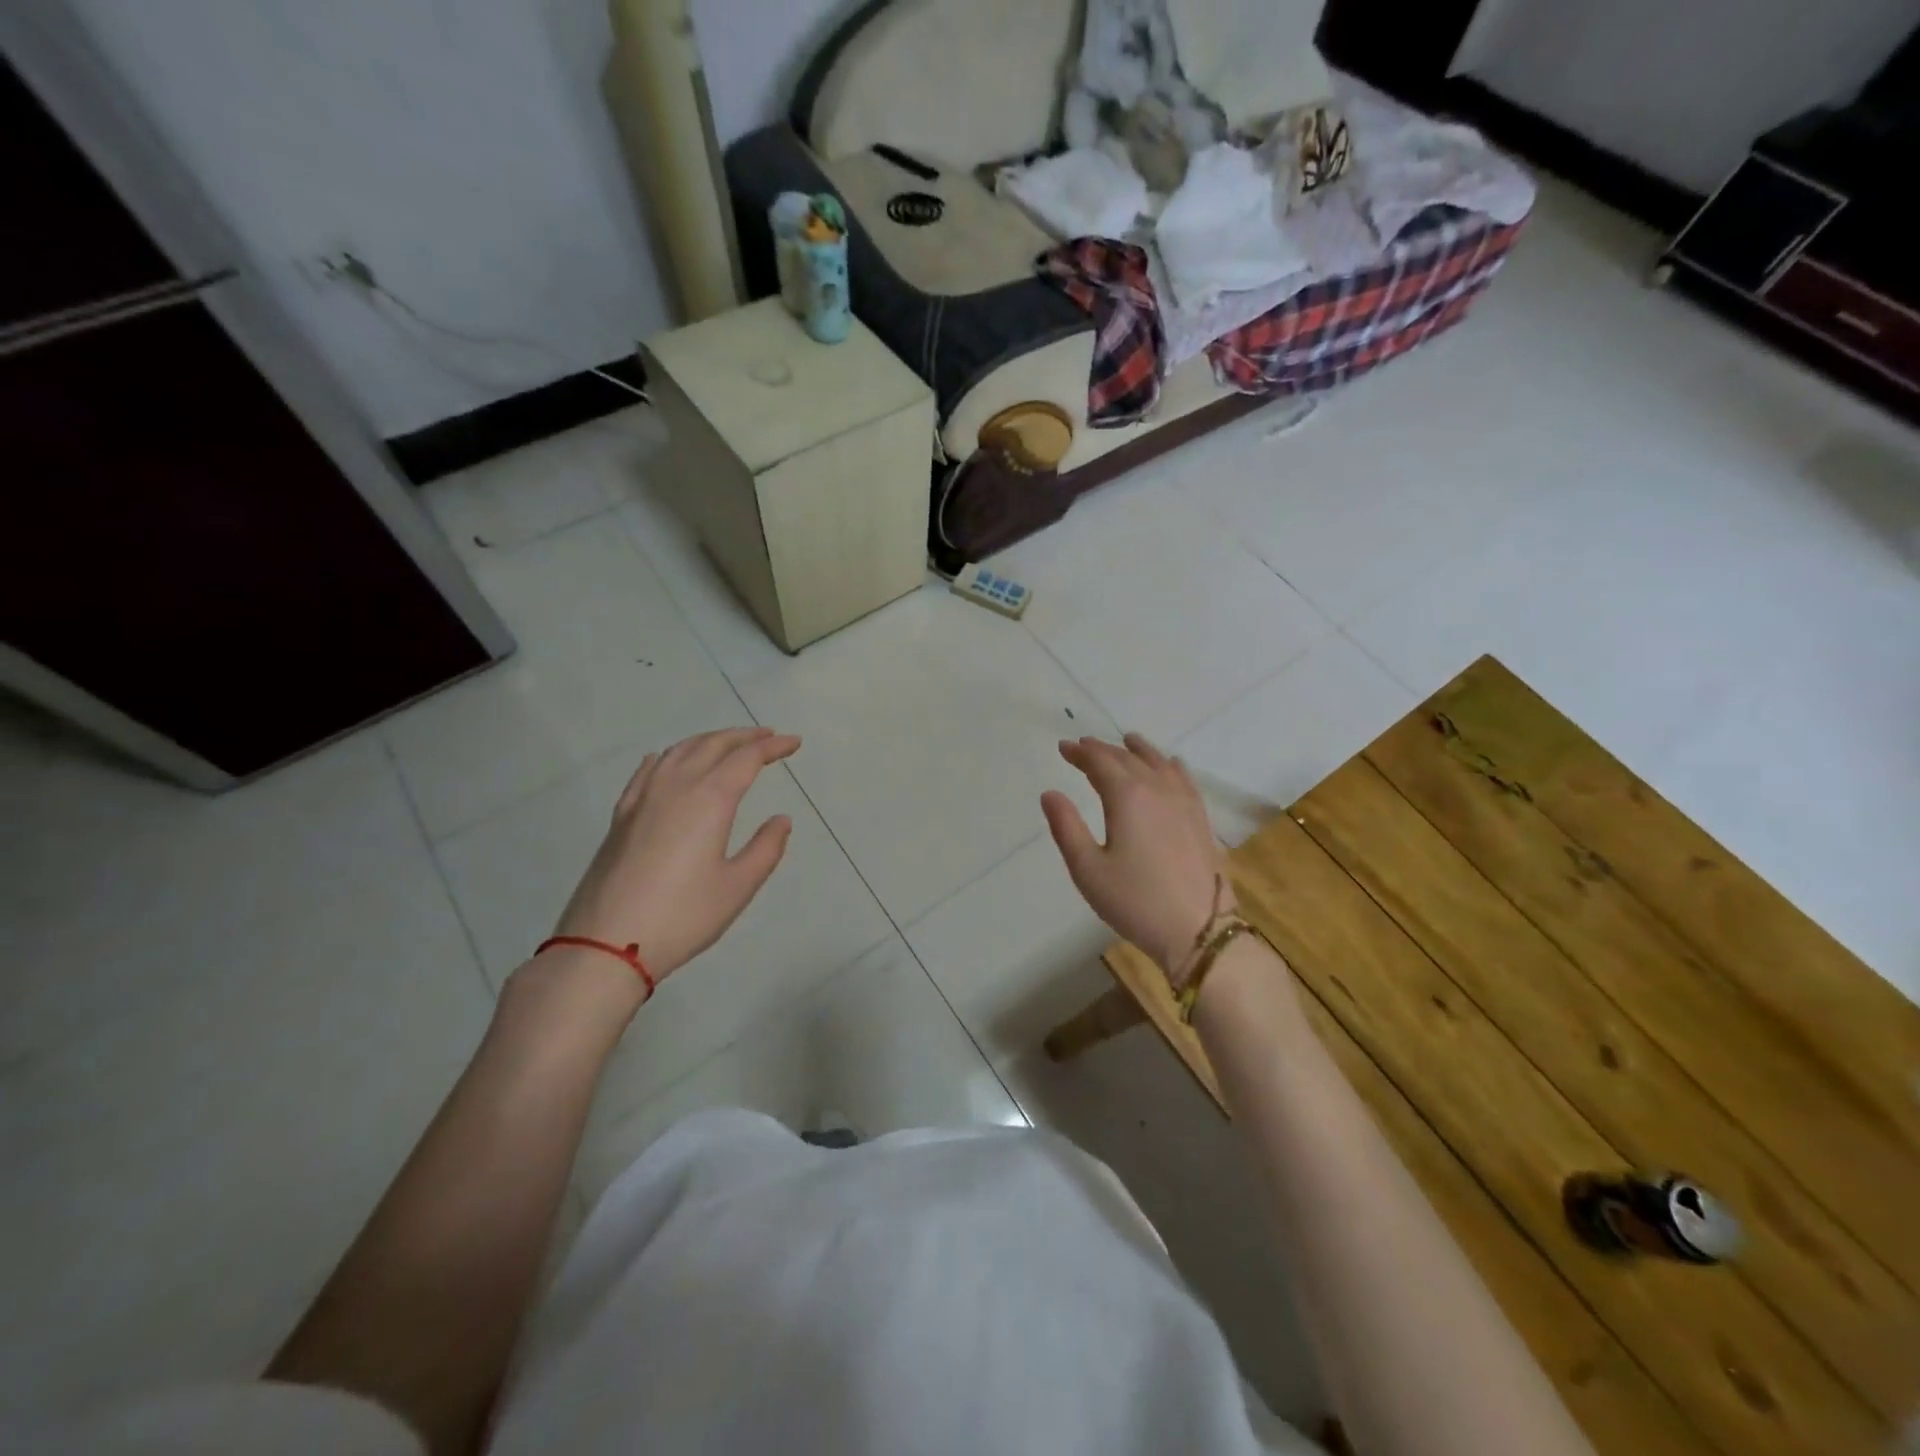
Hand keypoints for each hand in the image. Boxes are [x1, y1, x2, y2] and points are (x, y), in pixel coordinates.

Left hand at [549, 726, 801, 984]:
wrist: (605, 944)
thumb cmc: (682, 916)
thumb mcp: (737, 887)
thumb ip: (765, 849)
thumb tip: (781, 819)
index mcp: (709, 799)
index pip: (747, 758)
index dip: (773, 746)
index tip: (794, 743)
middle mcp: (676, 786)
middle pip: (712, 745)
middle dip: (744, 736)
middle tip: (768, 737)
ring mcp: (643, 798)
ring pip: (679, 751)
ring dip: (709, 741)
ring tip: (728, 745)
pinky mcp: (621, 816)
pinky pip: (648, 770)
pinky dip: (668, 757)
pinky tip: (669, 761)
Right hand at [1041, 734, 1230, 976]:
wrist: (1198, 930)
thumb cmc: (1135, 901)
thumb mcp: (1088, 869)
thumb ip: (1066, 827)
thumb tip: (1050, 793)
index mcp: (1127, 797)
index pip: (1100, 763)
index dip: (1080, 753)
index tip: (1064, 747)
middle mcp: (1158, 789)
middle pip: (1128, 759)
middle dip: (1103, 750)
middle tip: (1084, 747)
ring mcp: (1184, 802)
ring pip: (1159, 763)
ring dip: (1138, 751)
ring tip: (1127, 742)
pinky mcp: (1201, 819)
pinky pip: (1184, 778)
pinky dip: (1170, 765)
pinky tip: (1170, 765)